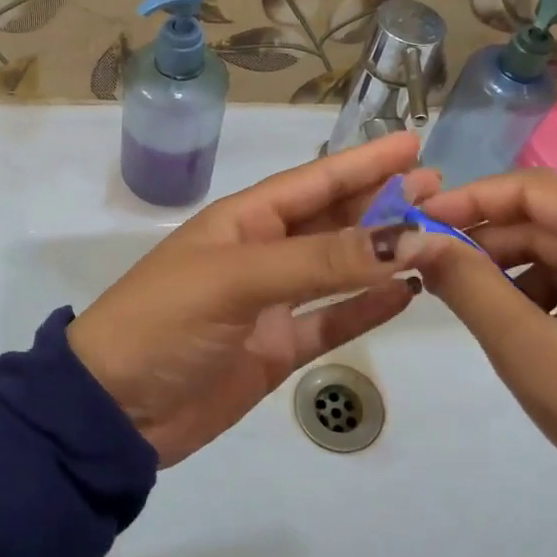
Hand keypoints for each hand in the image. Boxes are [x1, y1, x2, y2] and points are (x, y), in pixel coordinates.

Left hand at [68, 133, 435, 466]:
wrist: (114, 411)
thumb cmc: (165, 322)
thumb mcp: (239, 279)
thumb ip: (322, 260)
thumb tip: (407, 237)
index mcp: (245, 221)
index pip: (316, 180)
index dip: (364, 162)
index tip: (414, 144)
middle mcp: (263, 252)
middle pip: (335, 220)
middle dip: (384, 203)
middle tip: (443, 191)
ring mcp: (273, 302)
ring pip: (341, 268)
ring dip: (384, 252)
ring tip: (436, 234)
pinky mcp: (279, 348)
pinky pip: (333, 319)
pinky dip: (368, 307)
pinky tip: (407, 294)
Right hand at [412, 171, 556, 556]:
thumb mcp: (529, 351)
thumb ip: (466, 284)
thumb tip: (411, 239)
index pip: (534, 188)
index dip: (468, 201)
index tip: (415, 221)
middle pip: (551, 218)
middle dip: (488, 243)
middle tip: (430, 267)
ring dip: (513, 269)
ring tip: (470, 302)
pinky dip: (546, 290)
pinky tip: (521, 323)